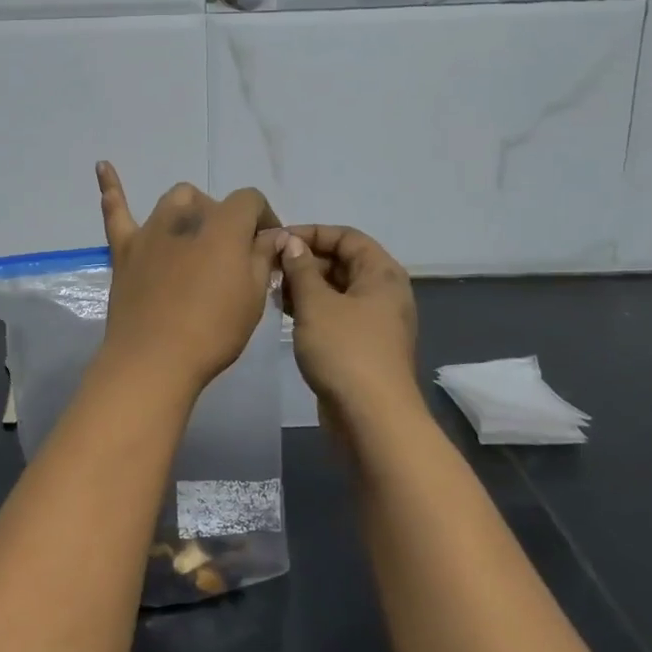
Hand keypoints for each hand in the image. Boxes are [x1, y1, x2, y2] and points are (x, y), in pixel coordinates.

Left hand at [95, 162, 281, 394]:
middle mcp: (185, 217)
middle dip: (225, 219)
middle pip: (210, 202)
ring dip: (188, 211)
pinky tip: (103, 166)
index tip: (268, 246)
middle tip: (231, 255)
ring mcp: (150, 231)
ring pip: (172, 201)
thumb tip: (271, 235)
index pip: (249, 201)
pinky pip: (115, 212)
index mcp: (223, 226)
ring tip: (194, 236)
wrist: (155, 358)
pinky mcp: (124, 249)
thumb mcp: (253, 297)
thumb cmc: (213, 331)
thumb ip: (261, 257)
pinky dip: (111, 188)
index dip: (263, 218)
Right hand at [279, 225, 419, 423]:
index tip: (278, 240)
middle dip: (305, 261)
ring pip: (336, 290)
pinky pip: (335, 314)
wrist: (371, 418)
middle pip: (342, 262)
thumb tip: (291, 242)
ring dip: (305, 286)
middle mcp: (383, 292)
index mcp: (381, 273)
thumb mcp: (316, 303)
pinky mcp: (362, 345)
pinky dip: (312, 309)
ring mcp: (374, 321)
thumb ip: (301, 268)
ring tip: (271, 289)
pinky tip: (284, 313)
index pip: (346, 236)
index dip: (311, 233)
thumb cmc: (344, 350)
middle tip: (269, 267)